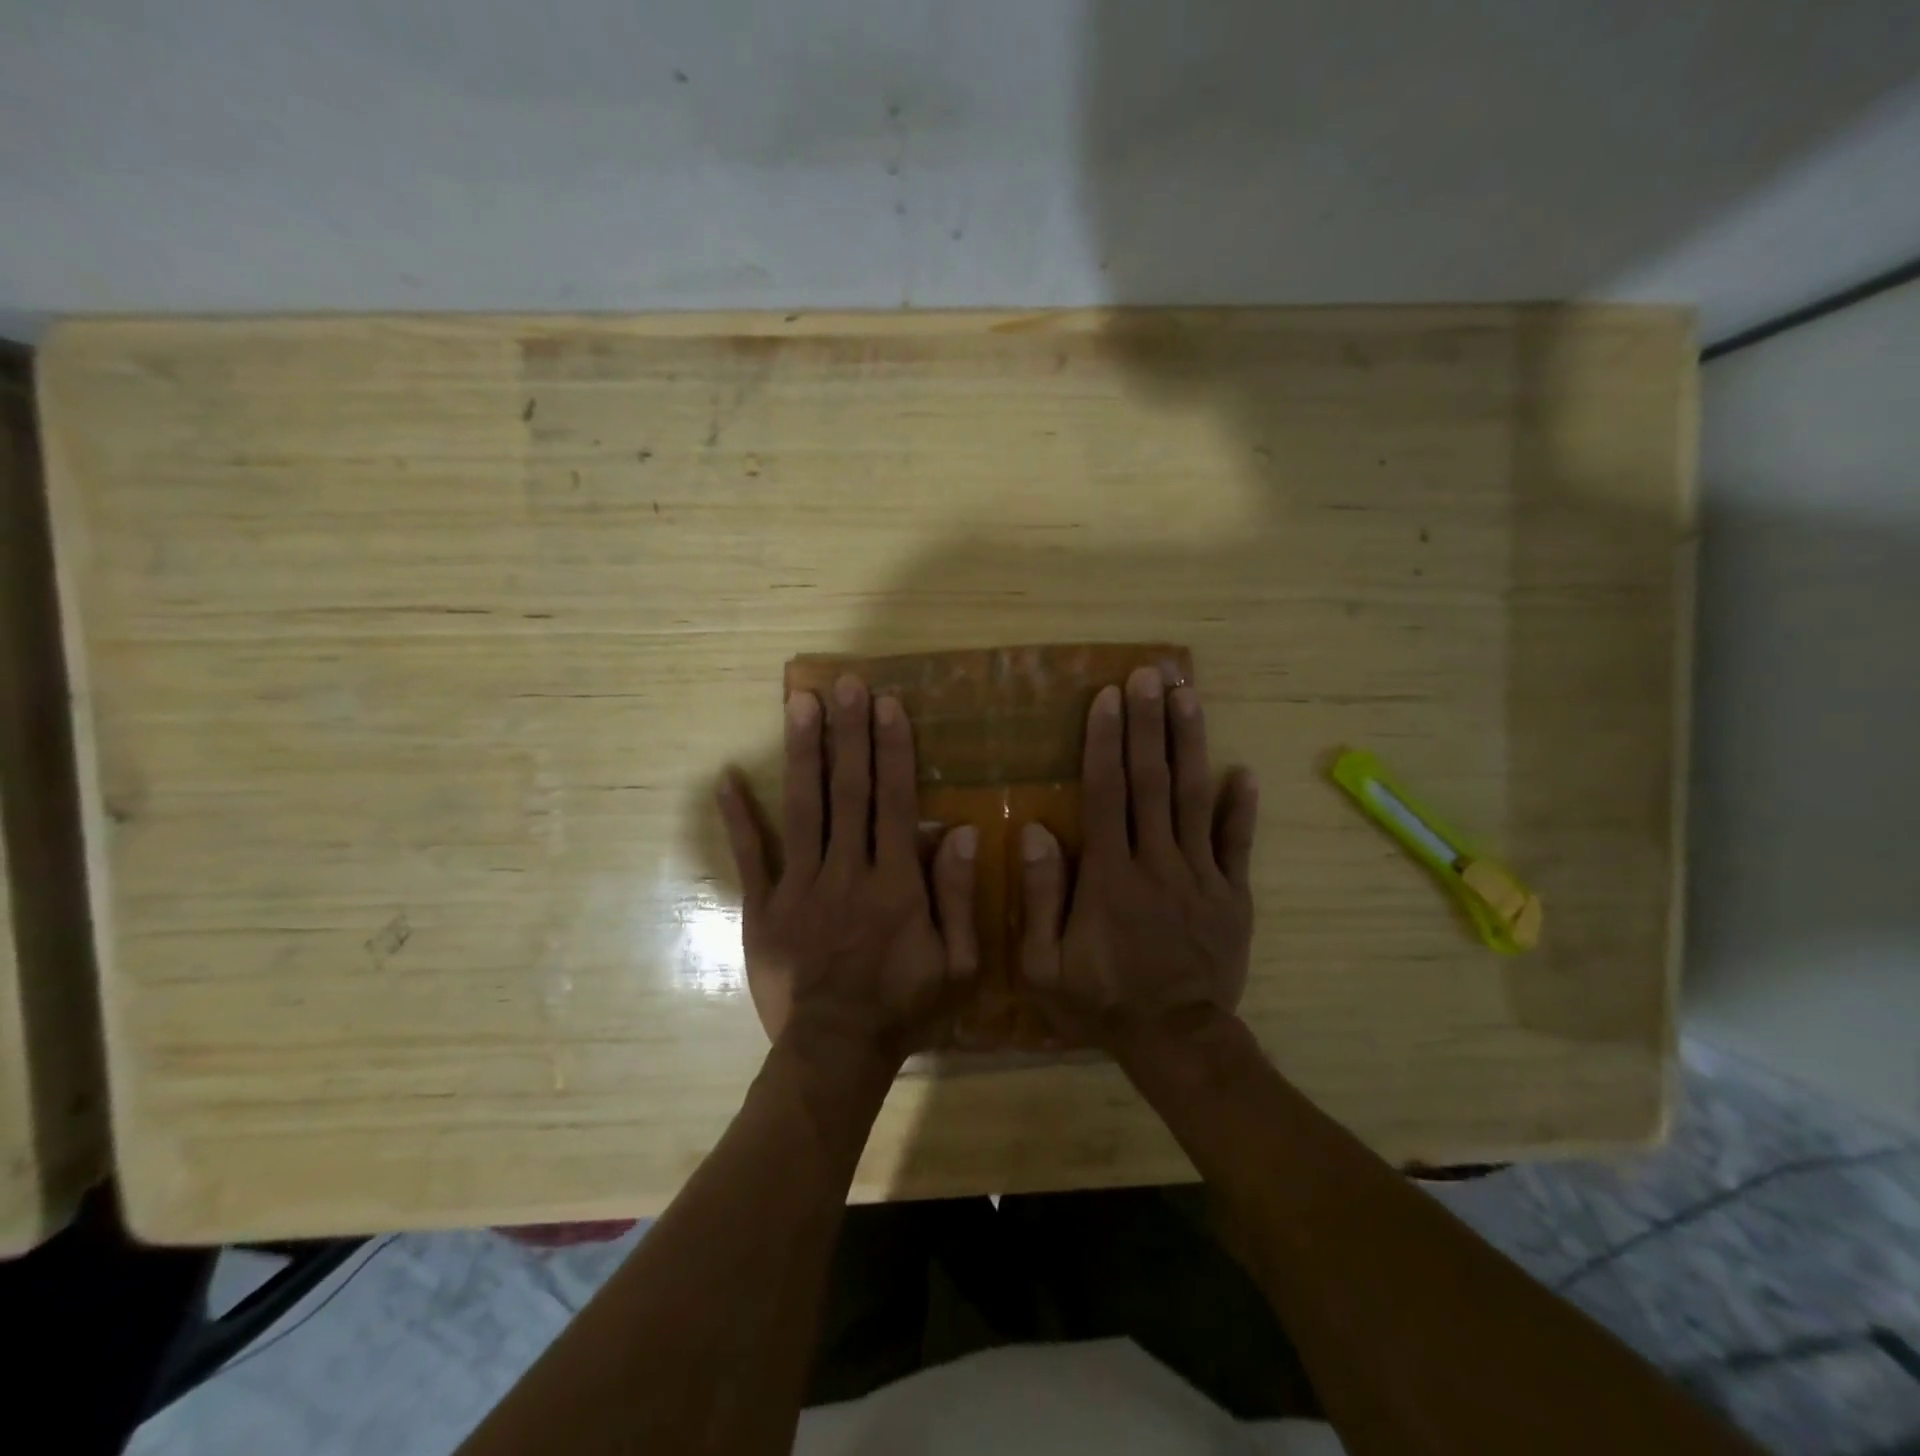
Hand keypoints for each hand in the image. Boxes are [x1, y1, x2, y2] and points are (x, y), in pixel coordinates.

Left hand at [718, 675, 979, 1066]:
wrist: (836, 1053)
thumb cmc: (905, 1006)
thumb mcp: (958, 963)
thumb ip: (960, 896)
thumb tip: (962, 832)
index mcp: (895, 883)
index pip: (895, 802)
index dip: (893, 750)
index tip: (887, 704)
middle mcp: (846, 872)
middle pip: (849, 791)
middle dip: (849, 733)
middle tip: (844, 683)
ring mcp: (799, 887)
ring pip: (803, 809)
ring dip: (803, 753)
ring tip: (799, 703)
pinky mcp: (762, 908)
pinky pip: (750, 857)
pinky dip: (738, 817)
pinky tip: (727, 778)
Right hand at [1019, 667, 1257, 1052]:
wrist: (1175, 1041)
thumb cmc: (1100, 1000)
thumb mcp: (1044, 964)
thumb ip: (1039, 896)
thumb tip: (1034, 830)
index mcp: (1110, 875)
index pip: (1106, 793)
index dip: (1105, 741)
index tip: (1108, 697)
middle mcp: (1158, 863)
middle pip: (1152, 782)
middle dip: (1149, 724)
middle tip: (1150, 675)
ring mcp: (1202, 876)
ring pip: (1196, 799)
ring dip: (1191, 744)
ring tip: (1188, 697)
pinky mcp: (1234, 896)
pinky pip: (1238, 844)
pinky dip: (1242, 807)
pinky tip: (1243, 771)